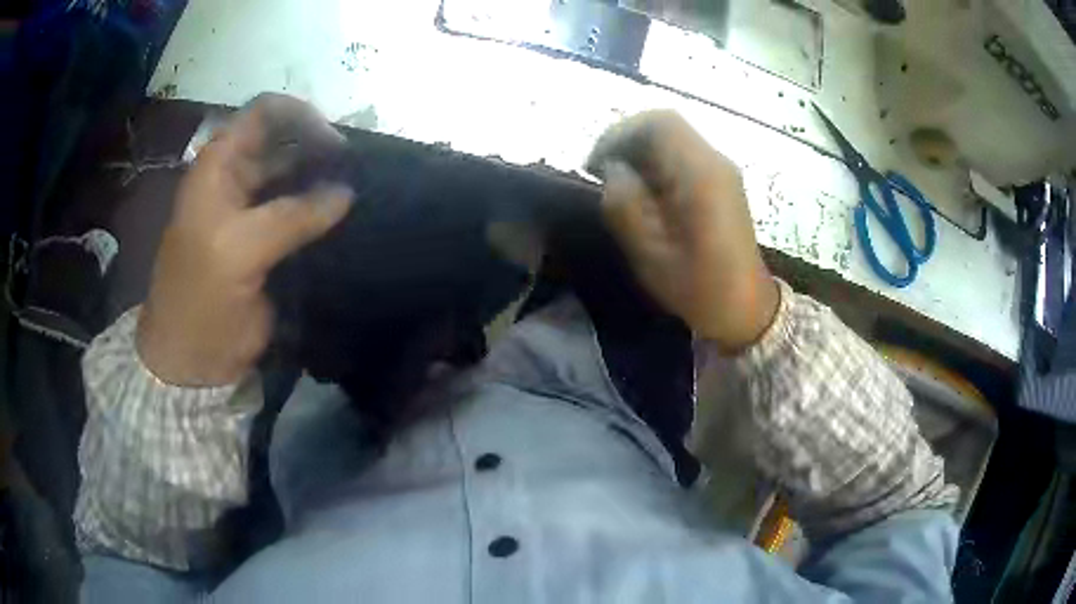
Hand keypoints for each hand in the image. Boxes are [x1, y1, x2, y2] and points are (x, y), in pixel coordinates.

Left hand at [137, 94, 353, 386]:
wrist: (191, 357)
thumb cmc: (200, 296)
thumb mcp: (240, 249)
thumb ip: (293, 216)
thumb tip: (346, 193)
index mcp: (218, 165)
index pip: (263, 114)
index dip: (300, 117)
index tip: (333, 143)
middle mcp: (235, 177)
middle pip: (283, 140)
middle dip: (317, 147)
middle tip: (354, 169)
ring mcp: (251, 208)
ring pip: (293, 175)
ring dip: (322, 178)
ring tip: (357, 189)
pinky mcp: (265, 240)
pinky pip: (298, 212)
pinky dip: (320, 209)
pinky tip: (343, 216)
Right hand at [587, 110, 778, 351]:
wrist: (746, 307)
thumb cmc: (698, 287)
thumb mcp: (650, 254)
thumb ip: (625, 204)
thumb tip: (613, 170)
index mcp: (700, 175)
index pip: (658, 123)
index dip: (618, 134)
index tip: (595, 164)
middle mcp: (715, 162)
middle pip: (666, 125)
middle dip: (627, 140)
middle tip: (602, 171)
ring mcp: (722, 170)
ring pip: (674, 138)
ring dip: (641, 151)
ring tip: (619, 182)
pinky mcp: (722, 181)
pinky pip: (684, 155)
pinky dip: (657, 162)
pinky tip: (646, 191)